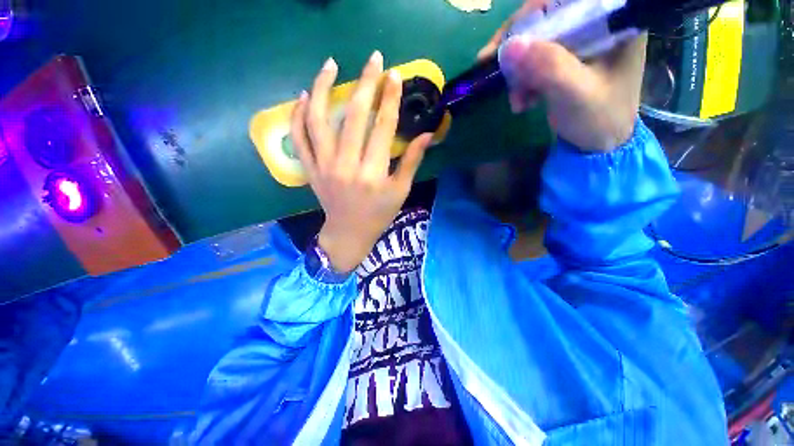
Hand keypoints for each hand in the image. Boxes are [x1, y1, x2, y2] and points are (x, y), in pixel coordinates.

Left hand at [290, 51, 432, 272]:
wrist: (349, 233)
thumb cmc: (379, 214)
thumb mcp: (400, 191)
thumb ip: (412, 161)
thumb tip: (427, 134)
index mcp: (374, 173)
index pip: (383, 127)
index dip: (390, 98)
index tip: (394, 75)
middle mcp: (347, 166)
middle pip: (354, 116)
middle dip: (365, 83)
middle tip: (373, 59)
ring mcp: (324, 166)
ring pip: (318, 120)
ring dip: (322, 88)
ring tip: (330, 64)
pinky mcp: (310, 169)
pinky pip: (299, 138)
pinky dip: (297, 115)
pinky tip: (303, 96)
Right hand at [478, 1, 646, 151]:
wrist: (599, 145)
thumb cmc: (599, 119)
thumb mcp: (576, 94)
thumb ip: (549, 67)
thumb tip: (510, 46)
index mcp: (614, 21)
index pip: (565, 1)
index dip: (531, 15)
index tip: (504, 44)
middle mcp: (598, 23)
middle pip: (547, 18)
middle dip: (520, 50)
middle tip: (498, 72)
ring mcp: (581, 42)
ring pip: (537, 42)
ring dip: (519, 71)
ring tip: (517, 101)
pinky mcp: (566, 60)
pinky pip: (535, 61)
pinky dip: (523, 81)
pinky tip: (522, 101)